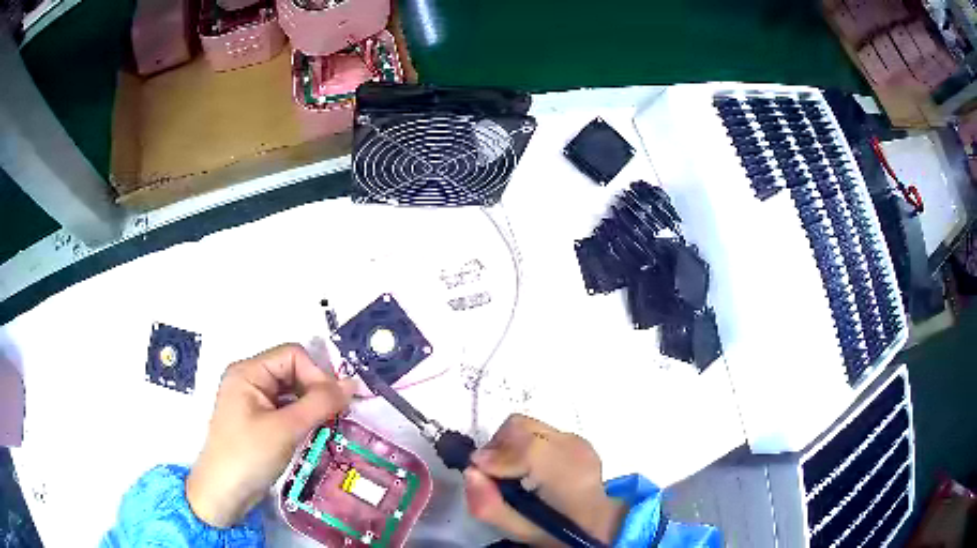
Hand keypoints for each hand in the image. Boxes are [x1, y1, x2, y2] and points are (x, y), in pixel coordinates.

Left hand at [186, 343, 354, 527]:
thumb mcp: (286, 429)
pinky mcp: (257, 421)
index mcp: (248, 372)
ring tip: (327, 426)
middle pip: (292, 371)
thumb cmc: (249, 456)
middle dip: (315, 390)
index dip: (317, 374)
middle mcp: (249, 379)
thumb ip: (320, 404)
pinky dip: (302, 417)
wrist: (224, 494)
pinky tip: (312, 433)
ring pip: (291, 391)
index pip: (292, 355)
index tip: (335, 403)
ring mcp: (252, 401)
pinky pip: (285, 409)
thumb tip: (352, 384)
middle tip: (334, 416)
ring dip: (311, 406)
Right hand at [464, 414, 626, 546]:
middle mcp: (574, 448)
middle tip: (493, 474)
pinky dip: (523, 444)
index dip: (495, 458)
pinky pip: (537, 430)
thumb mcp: (518, 530)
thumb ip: (488, 505)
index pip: (526, 448)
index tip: (479, 474)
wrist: (597, 523)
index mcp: (567, 475)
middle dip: (497, 447)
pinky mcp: (575, 437)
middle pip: (519, 427)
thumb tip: (470, 471)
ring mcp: (577, 439)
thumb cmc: (557, 531)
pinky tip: (530, 468)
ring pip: (526, 425)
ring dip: (508, 444)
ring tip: (511, 471)